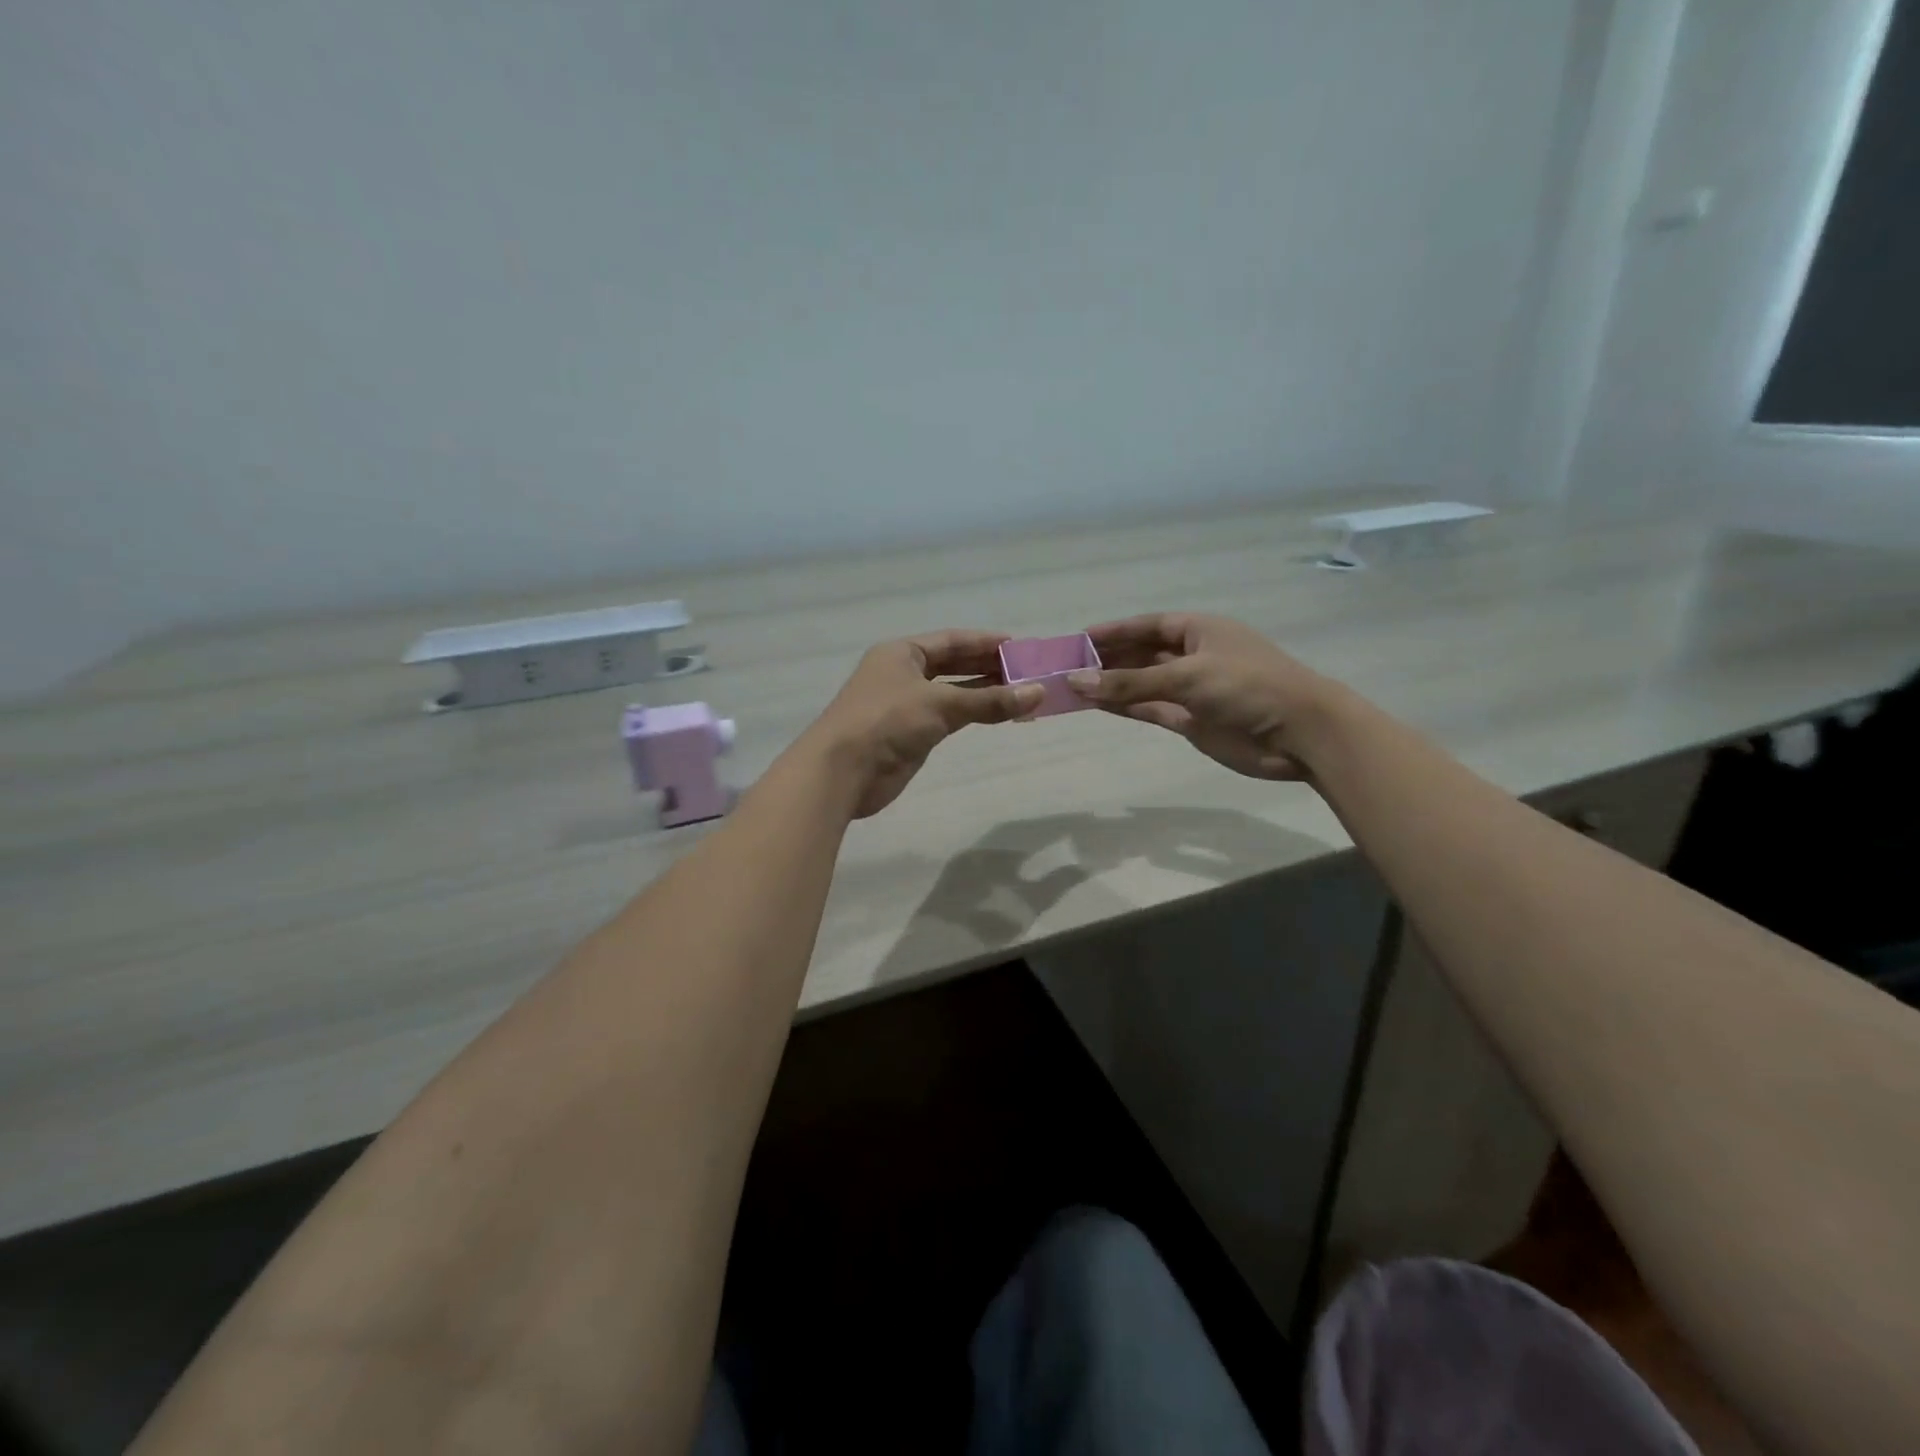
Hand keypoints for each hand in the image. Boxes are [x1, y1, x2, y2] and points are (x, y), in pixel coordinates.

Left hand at [805, 631, 1041, 817]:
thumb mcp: (940, 704)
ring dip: (984, 692)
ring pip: (952, 692)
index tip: (1020, 647)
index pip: (951, 641)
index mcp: (902, 653)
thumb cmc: (887, 722)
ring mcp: (905, 705)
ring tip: (1022, 693)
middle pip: (953, 665)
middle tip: (1027, 671)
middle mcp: (902, 673)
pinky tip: (997, 715)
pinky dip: (972, 714)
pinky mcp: (909, 734)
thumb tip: (1038, 693)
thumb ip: (989, 700)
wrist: (842, 771)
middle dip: (988, 668)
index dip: (985, 643)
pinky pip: (948, 717)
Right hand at [1069, 614, 1336, 779]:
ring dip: (1111, 685)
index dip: (1113, 631)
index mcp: (1199, 630)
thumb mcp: (1186, 676)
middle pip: (1142, 653)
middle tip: (1066, 665)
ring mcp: (1192, 690)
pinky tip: (1096, 704)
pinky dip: (1125, 706)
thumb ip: (1130, 683)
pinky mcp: (1191, 720)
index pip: (1147, 625)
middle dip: (1107, 659)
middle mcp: (1193, 656)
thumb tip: (1076, 681)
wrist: (1299, 733)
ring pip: (1142, 683)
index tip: (1078, 638)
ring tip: (1072, 686)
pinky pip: (1150, 708)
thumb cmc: (1247, 686)